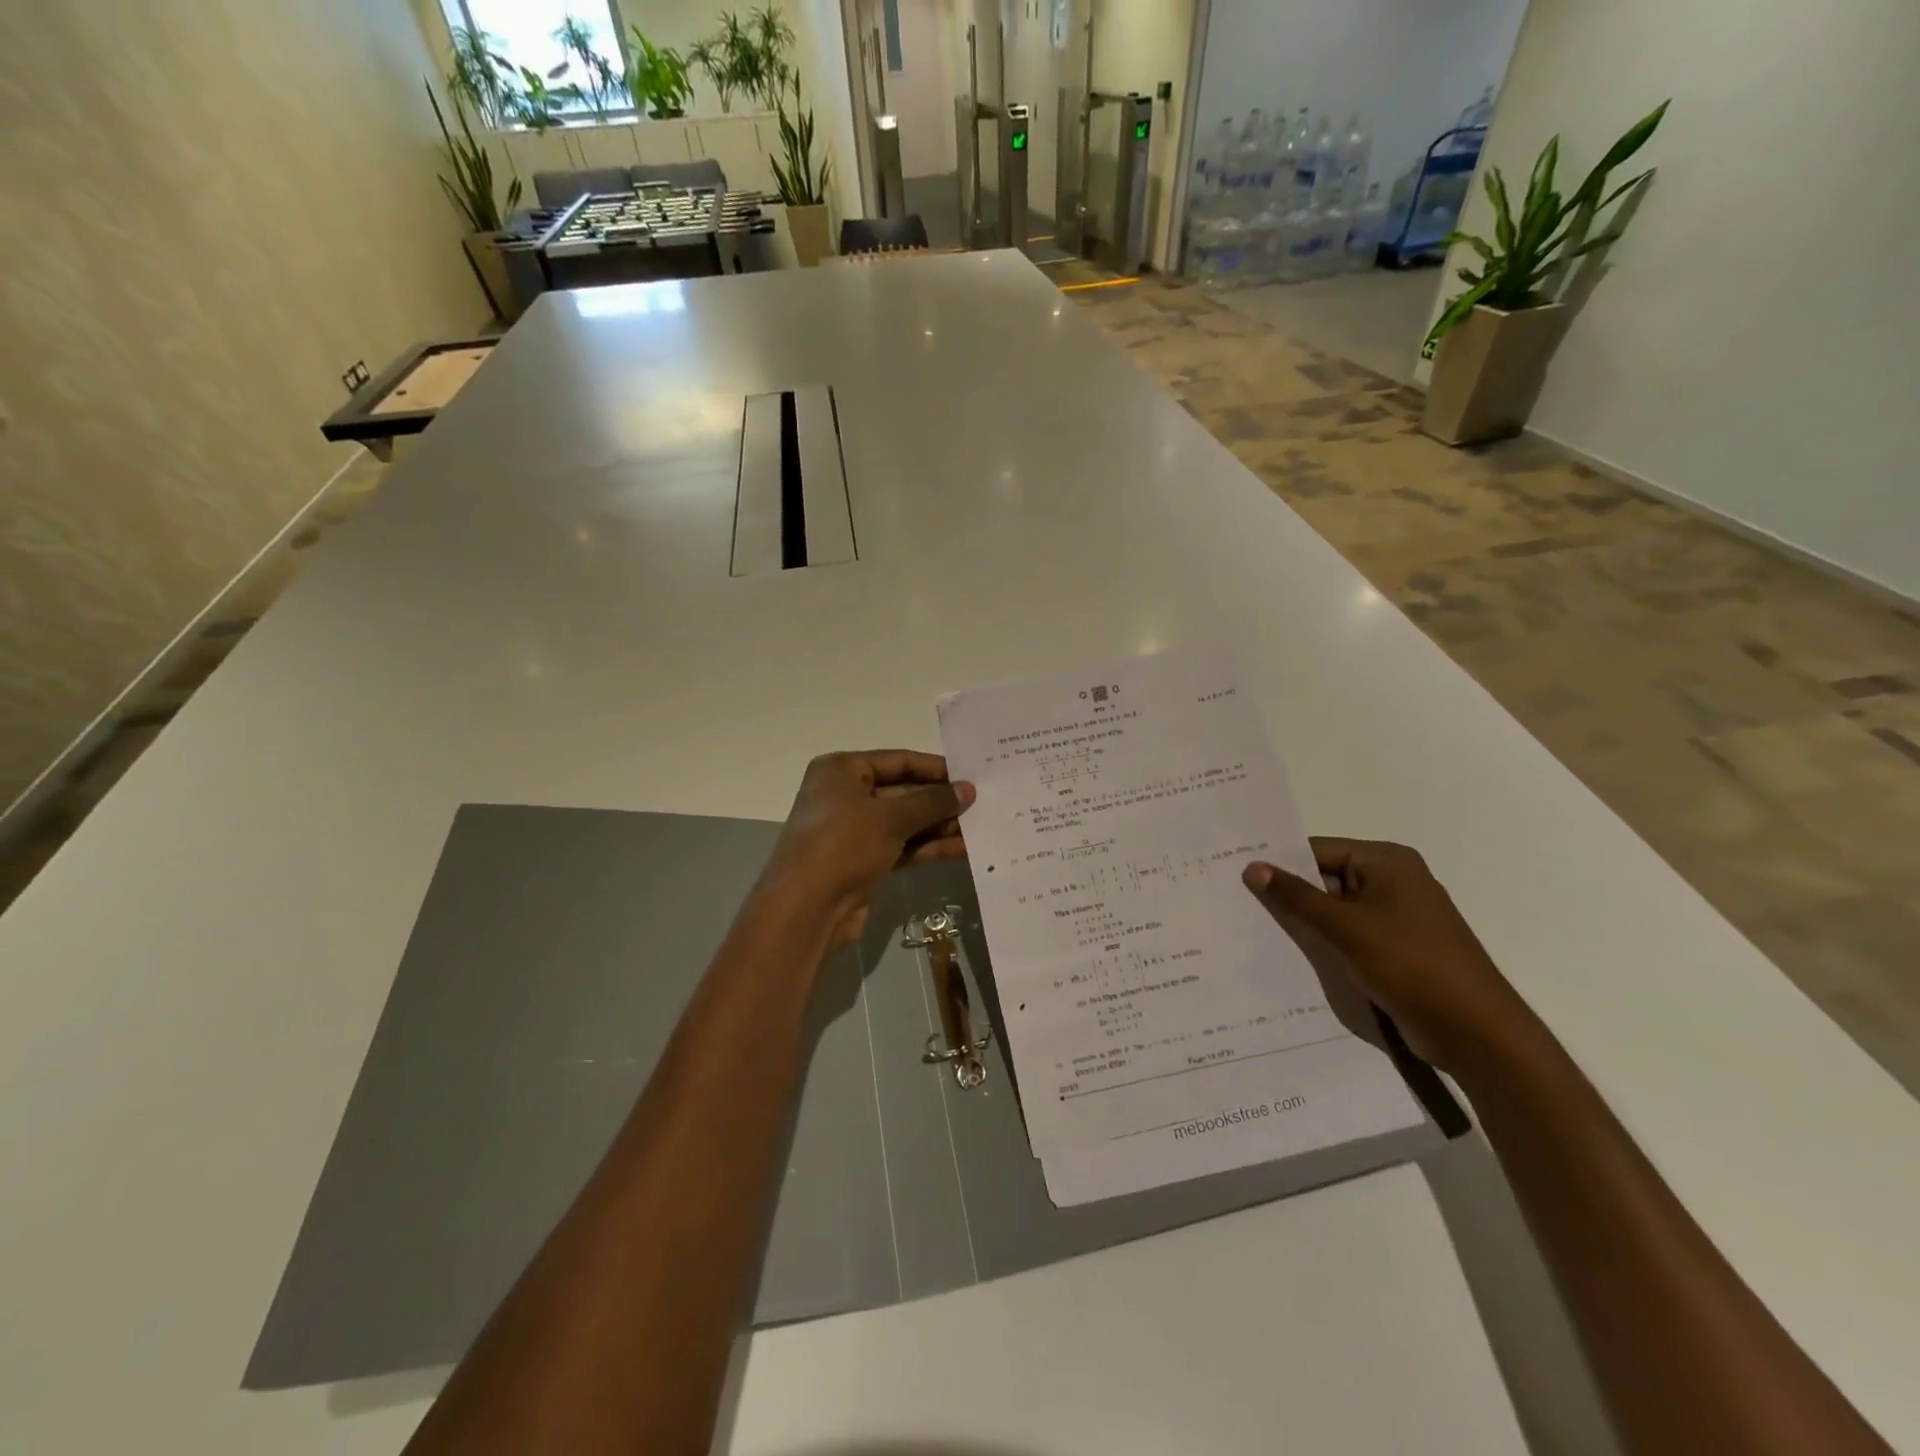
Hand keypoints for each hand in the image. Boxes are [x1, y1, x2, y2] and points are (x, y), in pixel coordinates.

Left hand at [763, 750, 974, 946]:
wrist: (806, 909)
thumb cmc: (843, 845)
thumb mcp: (890, 817)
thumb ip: (932, 802)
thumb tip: (968, 790)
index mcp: (841, 771)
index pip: (897, 761)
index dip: (934, 768)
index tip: (970, 774)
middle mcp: (846, 796)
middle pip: (903, 791)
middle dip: (940, 800)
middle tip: (981, 802)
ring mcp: (855, 832)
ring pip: (905, 822)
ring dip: (940, 825)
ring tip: (981, 826)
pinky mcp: (865, 862)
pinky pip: (903, 847)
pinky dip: (929, 847)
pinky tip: (963, 849)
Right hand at [1242, 838, 1541, 1076]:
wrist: (1477, 1034)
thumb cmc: (1412, 966)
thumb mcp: (1346, 928)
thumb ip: (1297, 897)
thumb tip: (1252, 867)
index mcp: (1388, 862)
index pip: (1318, 850)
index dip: (1279, 862)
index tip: (1235, 873)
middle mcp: (1393, 881)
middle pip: (1325, 878)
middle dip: (1288, 893)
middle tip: (1235, 900)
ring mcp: (1395, 917)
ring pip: (1333, 909)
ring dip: (1303, 921)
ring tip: (1251, 926)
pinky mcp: (1394, 949)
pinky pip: (1347, 934)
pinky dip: (1322, 941)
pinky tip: (1287, 953)